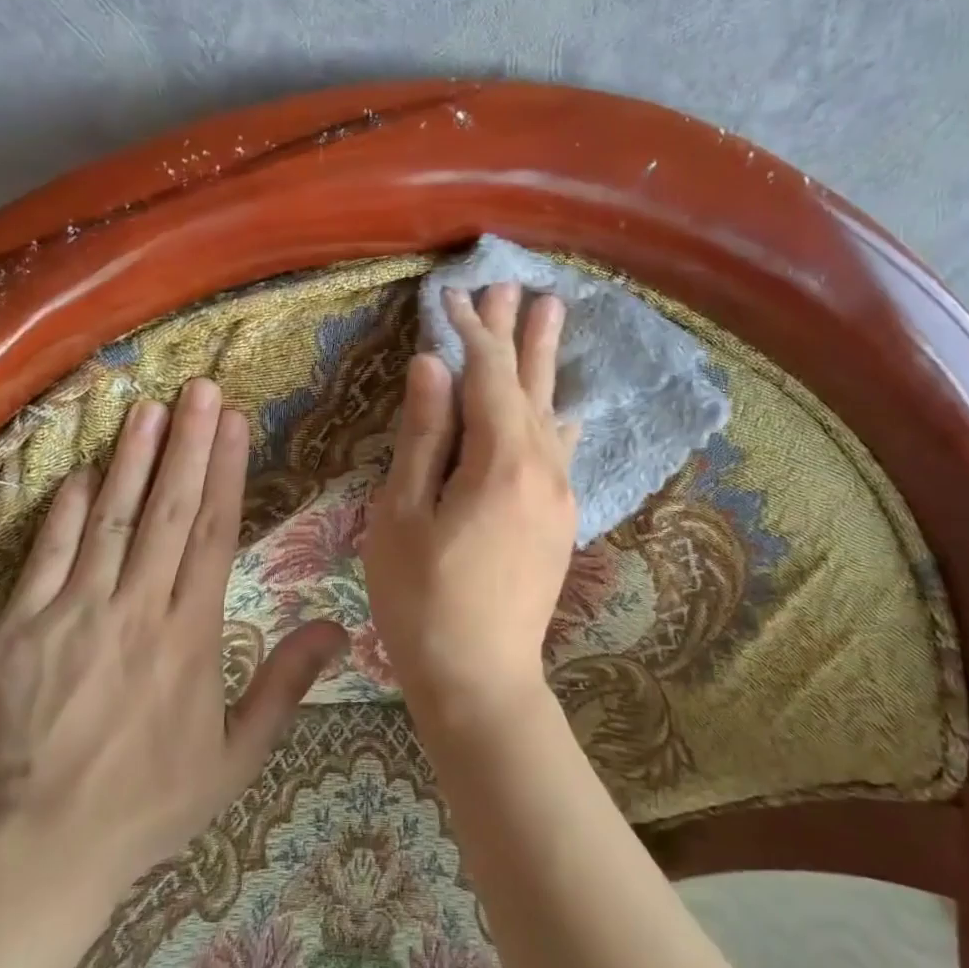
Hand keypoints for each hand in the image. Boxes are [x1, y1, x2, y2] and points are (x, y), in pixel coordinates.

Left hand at [0, 379, 346, 894]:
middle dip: (185, 443)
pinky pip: (48, 555)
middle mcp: (137, 610)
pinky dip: (66, 510)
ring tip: (149, 408)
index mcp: (191, 635)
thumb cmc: (151, 800)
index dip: (224, 471)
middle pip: (167, 510)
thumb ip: (285, 685)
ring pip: (111, 519)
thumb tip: (337, 628)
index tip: (233, 423)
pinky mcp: (21, 628)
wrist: (44, 847)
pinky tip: (83, 471)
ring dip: (131, 459)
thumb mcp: (237, 757)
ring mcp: (75, 613)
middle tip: (198, 389)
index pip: (213, 533)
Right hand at [361, 283, 579, 727]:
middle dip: (517, 333)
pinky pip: (561, 449)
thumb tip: (433, 366)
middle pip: (529, 384)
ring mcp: (559, 495)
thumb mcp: (402, 514)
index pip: (487, 375)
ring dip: (543, 363)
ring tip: (552, 315)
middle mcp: (543, 468)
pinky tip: (566, 408)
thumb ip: (423, 436)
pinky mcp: (560, 519)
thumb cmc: (422, 599)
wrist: (481, 680)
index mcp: (501, 462)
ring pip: (551, 411)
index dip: (470, 332)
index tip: (452, 296)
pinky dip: (556, 416)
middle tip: (517, 287)